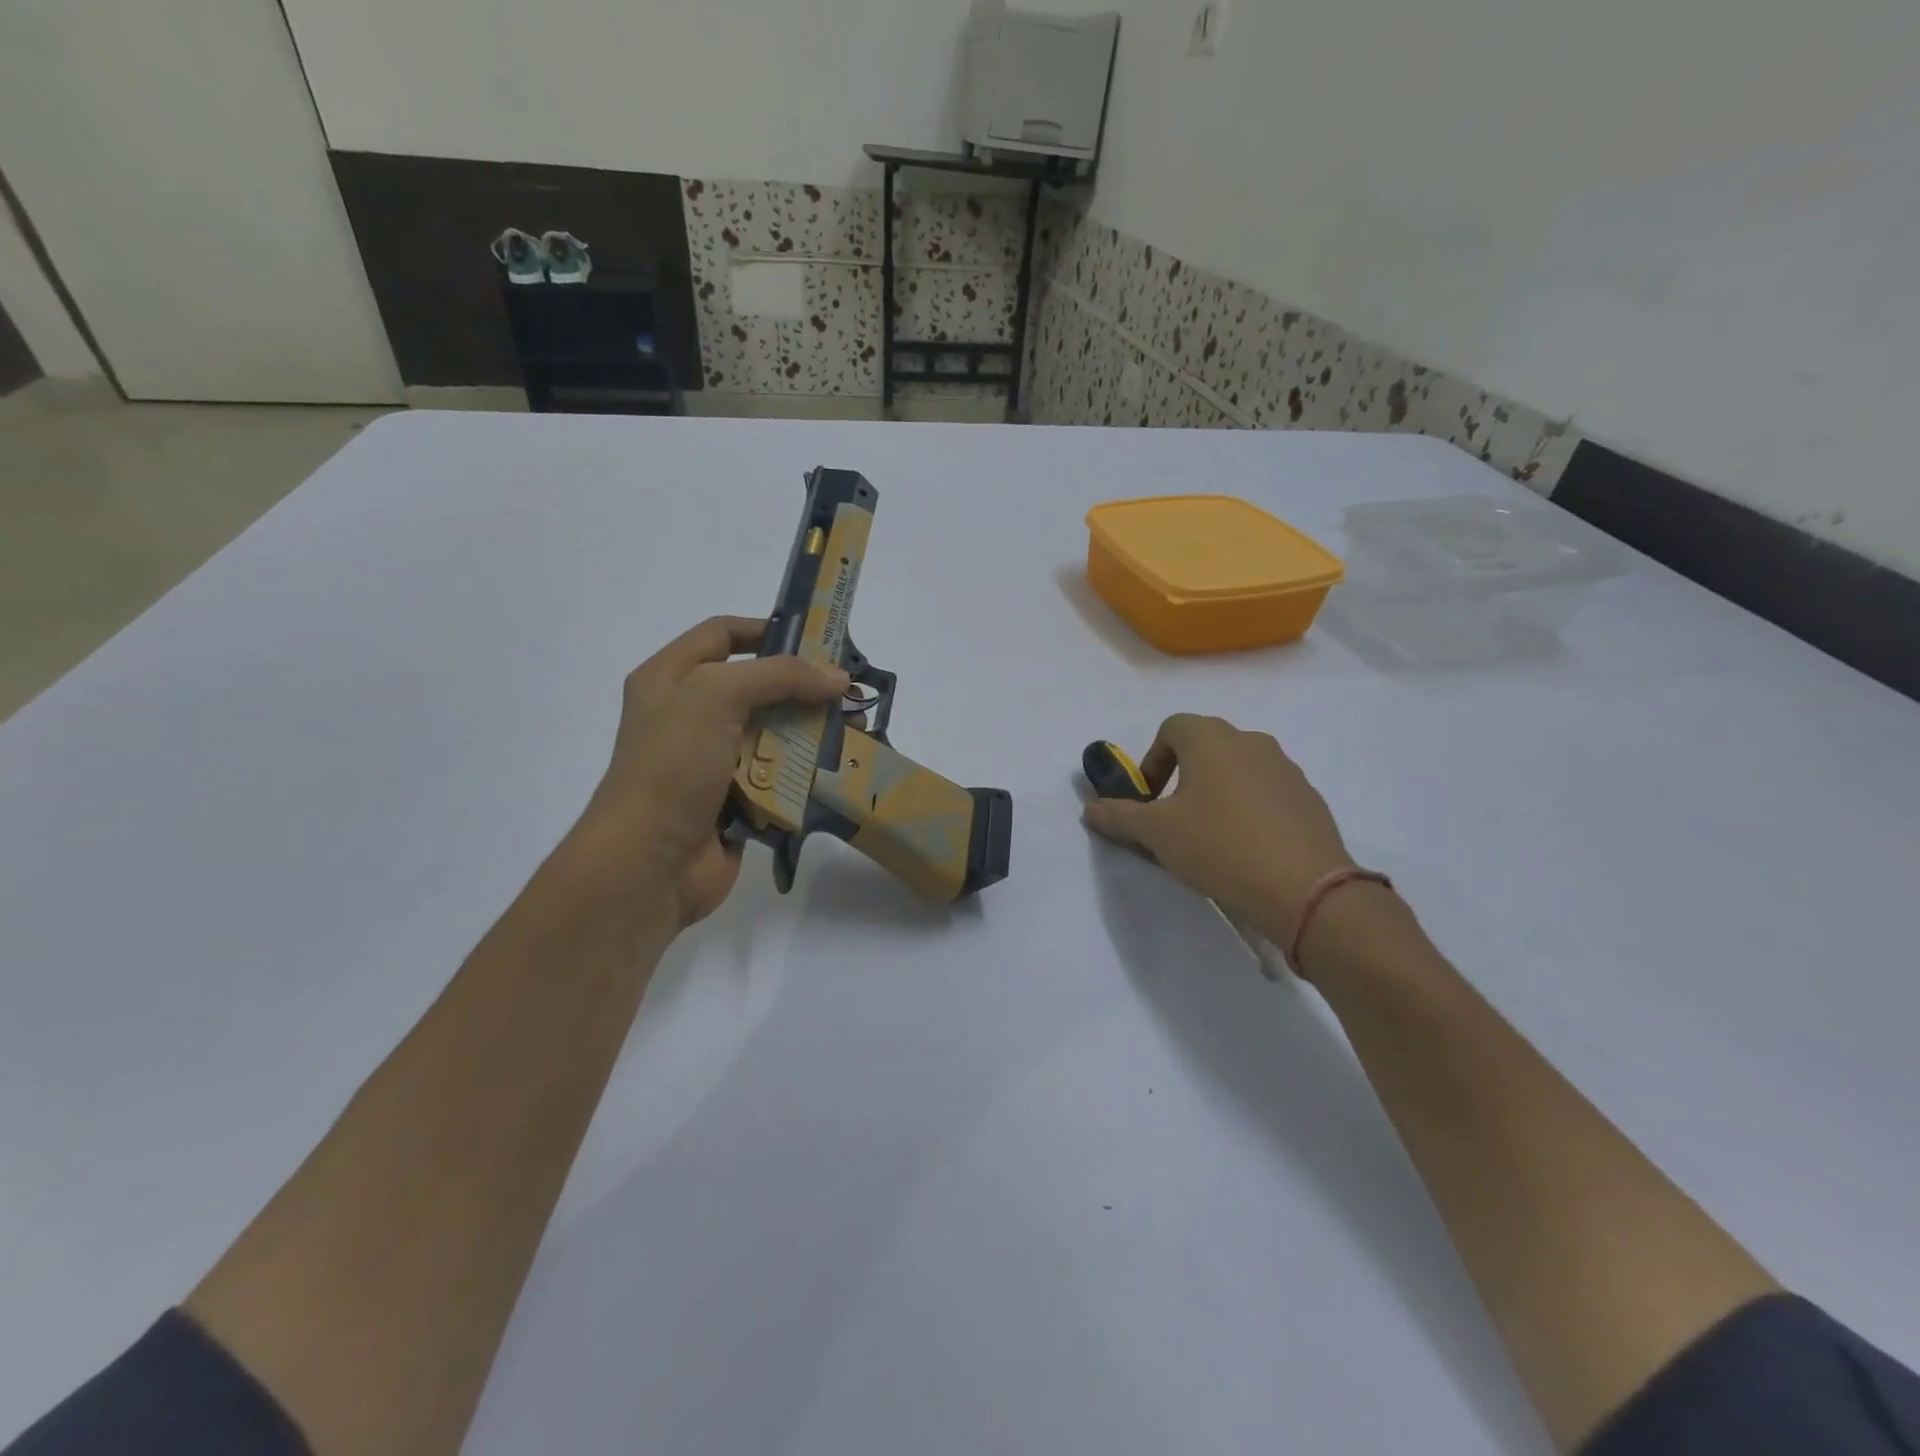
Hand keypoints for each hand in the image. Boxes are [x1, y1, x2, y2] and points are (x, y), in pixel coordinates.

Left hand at [568, 616, 848, 926]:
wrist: (649, 864)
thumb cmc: (673, 766)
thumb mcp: (716, 697)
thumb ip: (779, 676)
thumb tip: (837, 679)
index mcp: (669, 679)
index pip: (722, 635)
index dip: (767, 629)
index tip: (817, 638)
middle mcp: (689, 715)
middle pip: (756, 686)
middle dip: (801, 686)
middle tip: (847, 691)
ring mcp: (712, 761)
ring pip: (772, 733)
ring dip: (809, 731)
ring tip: (853, 729)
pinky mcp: (735, 800)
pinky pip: (777, 776)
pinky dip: (803, 773)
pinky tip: (835, 768)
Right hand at [1081, 714, 1354, 943]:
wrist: (1305, 889)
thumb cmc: (1219, 846)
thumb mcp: (1156, 833)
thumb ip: (1118, 816)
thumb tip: (1090, 809)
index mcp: (1212, 739)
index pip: (1172, 728)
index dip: (1152, 760)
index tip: (1148, 799)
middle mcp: (1251, 742)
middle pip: (1205, 746)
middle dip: (1182, 777)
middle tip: (1173, 819)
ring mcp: (1286, 768)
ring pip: (1238, 769)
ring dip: (1216, 792)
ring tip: (1209, 837)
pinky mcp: (1308, 798)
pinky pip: (1266, 793)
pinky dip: (1248, 810)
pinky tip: (1246, 850)